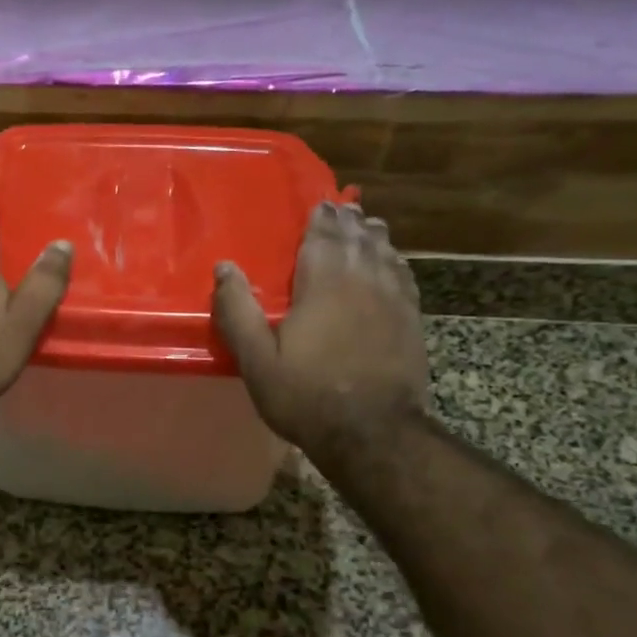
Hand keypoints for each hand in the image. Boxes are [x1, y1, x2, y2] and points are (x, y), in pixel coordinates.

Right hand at [212, 200, 428, 448]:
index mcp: (323, 283)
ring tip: (368, 225)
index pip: (324, 236)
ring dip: (374, 236)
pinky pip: (404, 277)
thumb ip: (238, 311)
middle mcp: (363, 280)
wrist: (373, 433)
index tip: (320, 203)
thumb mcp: (257, 360)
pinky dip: (395, 261)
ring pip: (385, 253)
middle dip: (349, 221)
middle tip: (342, 208)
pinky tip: (393, 262)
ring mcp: (393, 299)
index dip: (322, 218)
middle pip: (358, 238)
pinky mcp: (411, 320)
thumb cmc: (307, 395)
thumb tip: (224, 267)